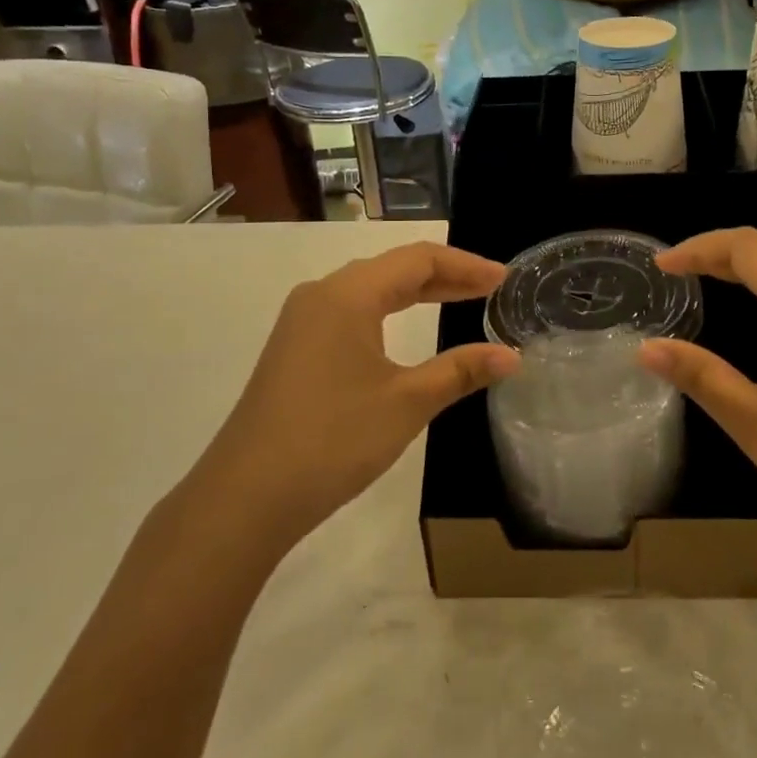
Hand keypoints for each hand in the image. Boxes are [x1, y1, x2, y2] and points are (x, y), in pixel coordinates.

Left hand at [192, 242, 518, 552]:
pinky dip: (390, 312)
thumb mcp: (406, 403)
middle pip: (394, 268)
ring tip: (459, 299)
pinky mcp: (295, 349)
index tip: (502, 279)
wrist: (244, 498)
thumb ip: (460, 371)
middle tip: (489, 288)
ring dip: (417, 292)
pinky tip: (406, 330)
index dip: (464, 265)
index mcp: (347, 295)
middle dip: (445, 276)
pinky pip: (352, 311)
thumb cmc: (332, 440)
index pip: (418, 259)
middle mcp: (321, 295)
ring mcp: (302, 322)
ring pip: (371, 289)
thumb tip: (512, 356)